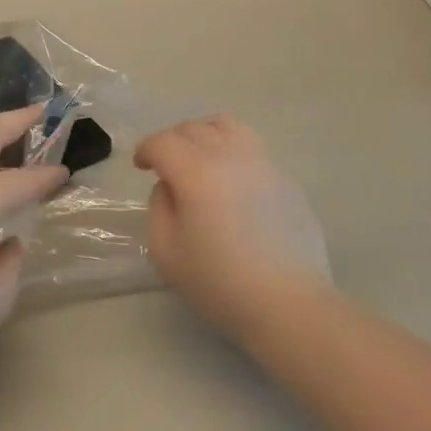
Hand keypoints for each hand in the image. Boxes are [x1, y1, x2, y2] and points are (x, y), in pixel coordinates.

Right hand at [135, 115, 332, 334]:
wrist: (289, 304)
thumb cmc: (220, 282)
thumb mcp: (166, 251)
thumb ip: (159, 207)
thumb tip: (171, 187)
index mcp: (196, 171)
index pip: (163, 142)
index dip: (146, 150)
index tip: (141, 166)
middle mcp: (230, 156)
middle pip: (193, 129)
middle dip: (172, 142)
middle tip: (166, 166)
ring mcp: (263, 164)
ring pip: (228, 127)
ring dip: (206, 134)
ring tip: (201, 158)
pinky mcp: (286, 180)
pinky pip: (253, 150)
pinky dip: (234, 154)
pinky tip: (233, 184)